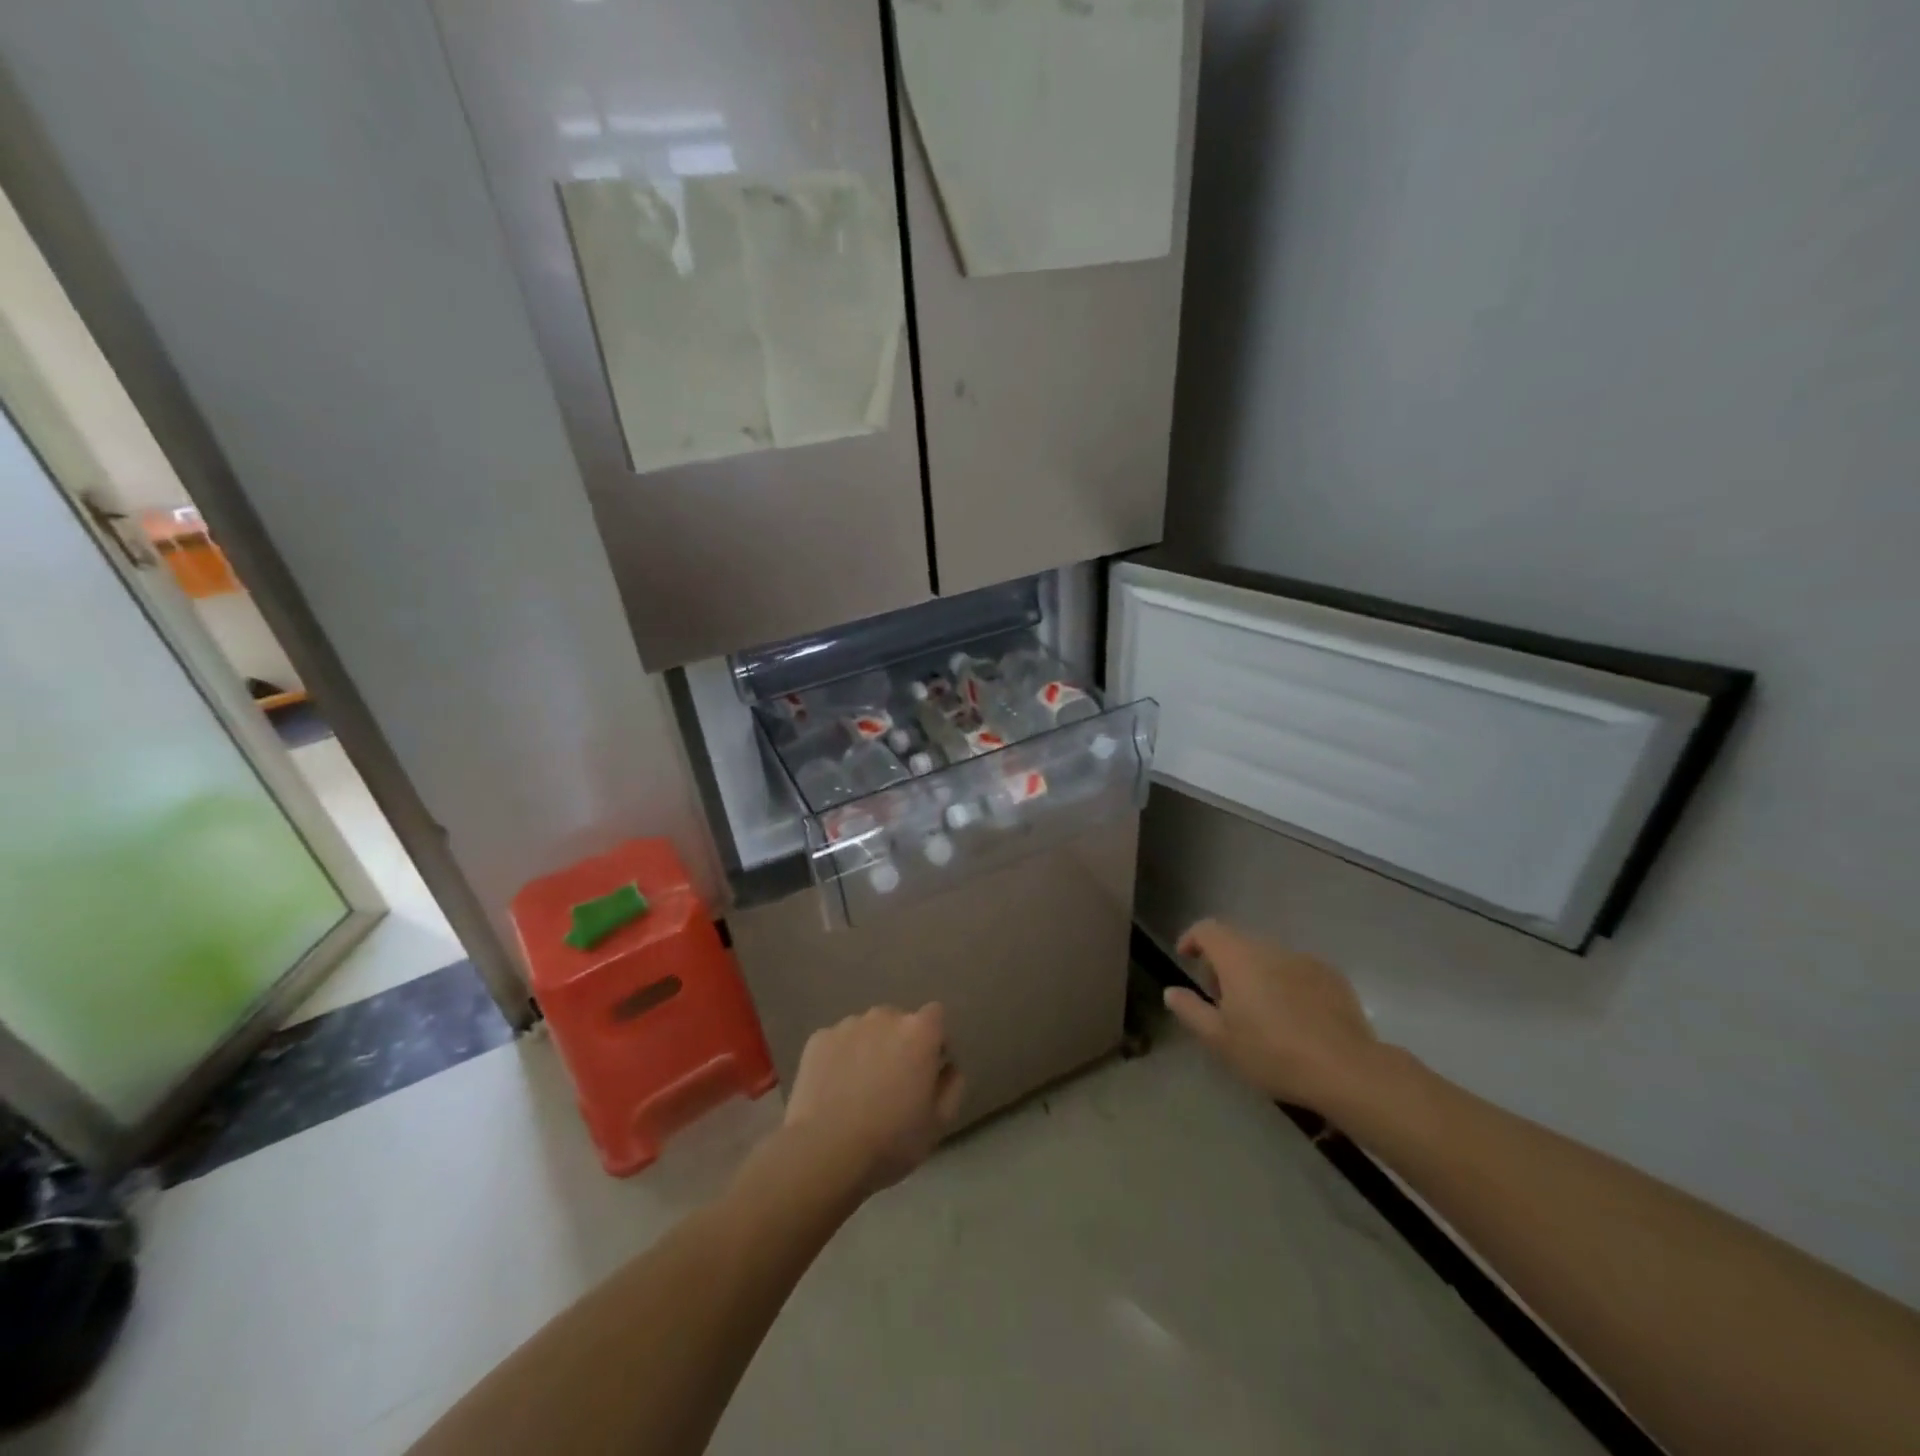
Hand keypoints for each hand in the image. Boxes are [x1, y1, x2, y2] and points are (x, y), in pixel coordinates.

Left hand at [782, 1005, 965, 1195]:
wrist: (825, 1152)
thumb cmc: (891, 1140)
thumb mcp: (938, 1123)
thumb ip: (952, 1086)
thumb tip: (948, 1067)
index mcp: (918, 1032)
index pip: (935, 1016)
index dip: (933, 1040)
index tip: (928, 1069)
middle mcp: (884, 1017)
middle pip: (898, 1021)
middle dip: (899, 1043)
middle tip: (892, 1082)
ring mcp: (847, 1025)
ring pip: (866, 1030)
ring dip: (868, 1048)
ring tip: (858, 1088)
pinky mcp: (818, 1039)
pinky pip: (837, 1042)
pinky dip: (839, 1058)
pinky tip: (833, 1090)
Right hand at [1164, 920, 1383, 1113]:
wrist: (1347, 1070)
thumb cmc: (1272, 1053)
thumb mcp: (1220, 1039)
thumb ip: (1190, 1010)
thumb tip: (1171, 991)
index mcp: (1238, 957)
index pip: (1207, 929)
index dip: (1192, 939)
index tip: (1186, 960)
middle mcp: (1270, 948)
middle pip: (1237, 943)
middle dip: (1223, 964)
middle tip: (1222, 1001)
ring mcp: (1304, 960)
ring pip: (1268, 957)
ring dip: (1255, 975)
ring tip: (1259, 1014)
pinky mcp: (1332, 977)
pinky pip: (1297, 971)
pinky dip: (1285, 984)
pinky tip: (1293, 1019)